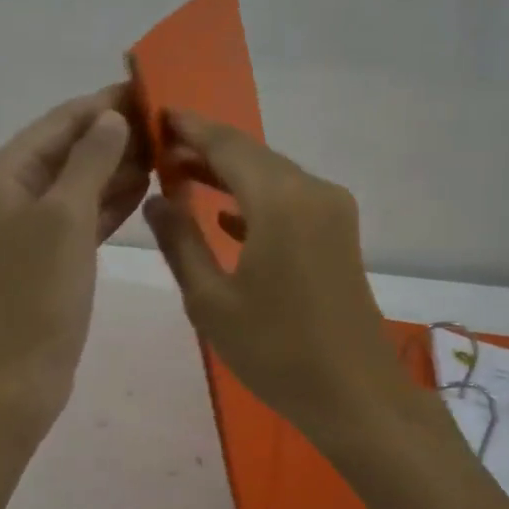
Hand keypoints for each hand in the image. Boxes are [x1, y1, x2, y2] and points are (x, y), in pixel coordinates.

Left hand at [0, 85, 148, 421]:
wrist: (20, 373)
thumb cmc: (39, 292)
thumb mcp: (67, 217)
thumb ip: (91, 160)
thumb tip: (111, 117)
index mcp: (1, 174)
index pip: (60, 123)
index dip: (104, 104)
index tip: (150, 89)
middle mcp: (7, 193)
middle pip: (67, 151)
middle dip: (115, 137)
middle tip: (168, 126)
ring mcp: (25, 228)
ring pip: (77, 185)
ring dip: (116, 169)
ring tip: (166, 153)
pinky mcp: (44, 257)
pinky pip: (80, 217)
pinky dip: (108, 204)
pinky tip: (145, 191)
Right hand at [143, 111, 410, 441]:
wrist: (353, 393)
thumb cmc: (274, 351)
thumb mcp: (211, 300)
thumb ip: (180, 242)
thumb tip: (157, 199)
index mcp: (280, 201)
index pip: (227, 145)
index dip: (189, 128)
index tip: (155, 114)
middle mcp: (312, 191)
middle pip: (252, 155)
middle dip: (206, 149)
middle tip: (160, 150)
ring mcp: (332, 212)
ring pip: (272, 176)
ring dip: (229, 175)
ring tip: (181, 177)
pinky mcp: (339, 234)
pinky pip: (290, 202)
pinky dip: (255, 201)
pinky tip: (226, 216)